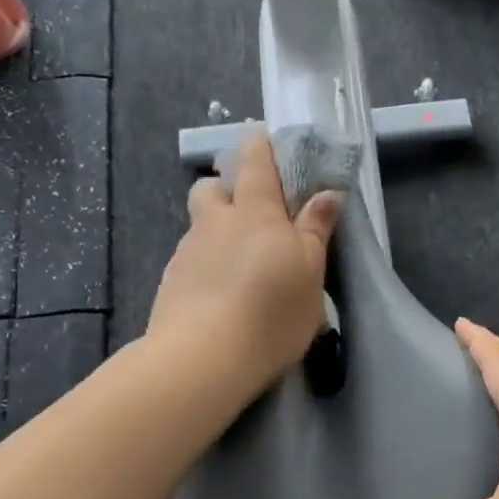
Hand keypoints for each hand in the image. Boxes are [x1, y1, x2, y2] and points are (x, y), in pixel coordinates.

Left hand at [147, 128, 342, 396]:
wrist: (204, 358)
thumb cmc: (271, 311)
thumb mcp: (310, 273)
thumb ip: (315, 231)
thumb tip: (327, 195)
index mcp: (255, 211)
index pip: (253, 161)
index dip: (258, 145)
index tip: (264, 140)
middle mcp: (215, 222)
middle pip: (211, 187)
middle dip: (226, 188)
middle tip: (250, 213)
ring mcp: (187, 252)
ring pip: (200, 226)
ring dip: (216, 232)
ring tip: (238, 267)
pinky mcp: (170, 283)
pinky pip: (190, 260)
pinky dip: (205, 266)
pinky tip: (219, 296)